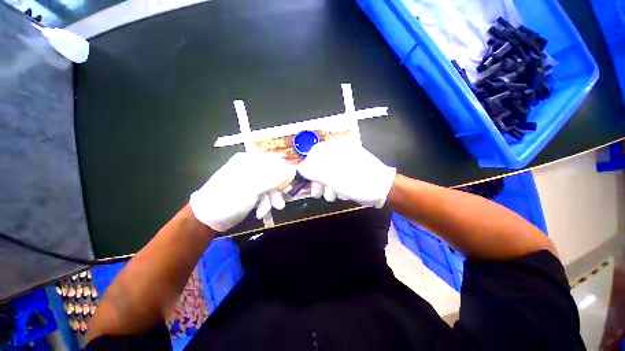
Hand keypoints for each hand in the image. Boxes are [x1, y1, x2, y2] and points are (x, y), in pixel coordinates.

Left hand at [190, 152, 294, 231]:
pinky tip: (262, 211)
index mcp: (249, 161)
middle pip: (274, 174)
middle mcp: (251, 168)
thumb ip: (272, 178)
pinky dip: (266, 203)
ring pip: (271, 185)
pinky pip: (265, 194)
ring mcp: (251, 181)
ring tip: (274, 208)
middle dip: (279, 188)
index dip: (284, 172)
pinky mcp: (251, 191)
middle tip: (282, 199)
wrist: (207, 219)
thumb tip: (291, 171)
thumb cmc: (227, 199)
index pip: (274, 161)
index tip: (289, 185)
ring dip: (273, 198)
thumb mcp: (251, 187)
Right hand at [297, 139, 395, 207]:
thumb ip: (313, 172)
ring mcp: (349, 161)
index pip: (315, 153)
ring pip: (330, 172)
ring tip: (333, 196)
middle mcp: (342, 151)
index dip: (308, 167)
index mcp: (337, 148)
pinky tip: (343, 193)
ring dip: (329, 186)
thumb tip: (300, 169)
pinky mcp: (353, 170)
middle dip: (318, 181)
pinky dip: (338, 186)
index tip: (306, 181)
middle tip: (316, 194)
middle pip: (322, 164)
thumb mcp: (332, 178)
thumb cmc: (358, 182)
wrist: (386, 190)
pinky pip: (339, 176)